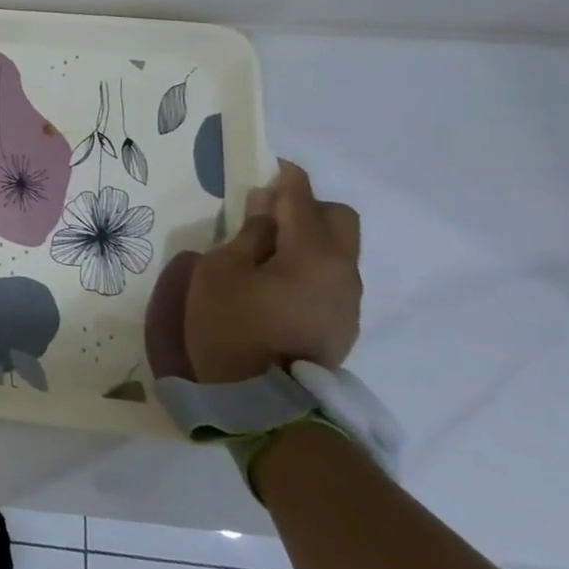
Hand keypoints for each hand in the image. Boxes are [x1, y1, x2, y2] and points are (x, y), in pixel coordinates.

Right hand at [182, 161, 362, 384]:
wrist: (262, 403)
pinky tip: (276, 283)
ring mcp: (347, 301)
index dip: (286, 178)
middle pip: (339, 219)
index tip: (270, 165)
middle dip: (307, 207)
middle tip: (266, 215)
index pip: (303, 199)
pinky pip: (330, 277)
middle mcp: (343, 271)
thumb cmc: (232, 326)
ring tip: (265, 252)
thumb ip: (248, 234)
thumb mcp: (221, 271)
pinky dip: (308, 266)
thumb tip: (267, 208)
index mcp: (314, 254)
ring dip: (307, 238)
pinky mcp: (342, 323)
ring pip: (337, 250)